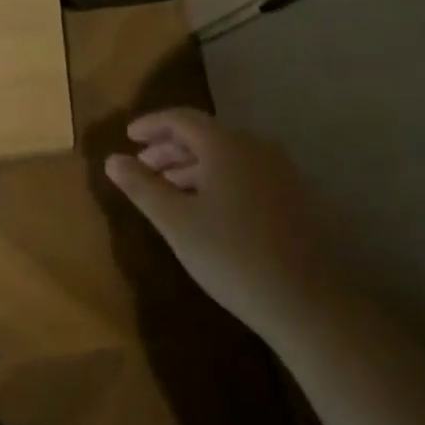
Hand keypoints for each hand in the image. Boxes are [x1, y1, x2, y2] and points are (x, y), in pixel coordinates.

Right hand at [105, 107, 345, 342]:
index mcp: (226, 145)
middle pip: (206, 135)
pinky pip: (248, 174)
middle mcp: (257, 148)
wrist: (312, 306)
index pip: (181, 119)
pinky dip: (220, 180)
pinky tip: (209, 209)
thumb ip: (141, 186)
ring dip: (194, 166)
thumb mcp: (176, 222)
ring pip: (228, 156)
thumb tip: (112, 159)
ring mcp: (283, 173)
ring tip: (170, 189)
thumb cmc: (233, 256)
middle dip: (170, 147)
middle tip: (144, 166)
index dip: (151, 125)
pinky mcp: (299, 199)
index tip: (129, 137)